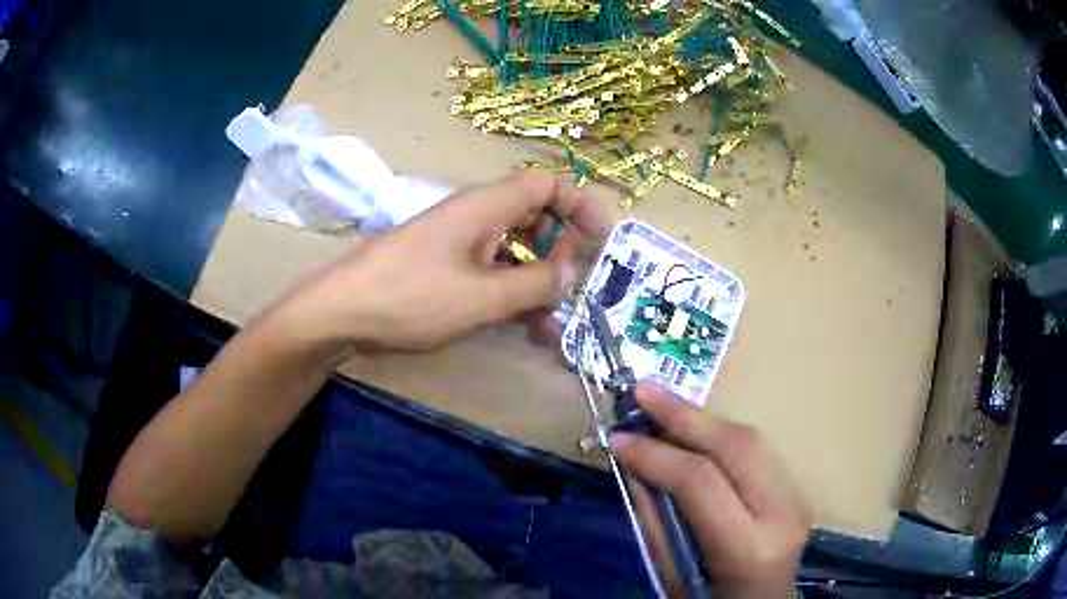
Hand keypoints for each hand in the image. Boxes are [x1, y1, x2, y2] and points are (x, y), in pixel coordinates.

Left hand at [277, 171, 607, 353]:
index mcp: (486, 206)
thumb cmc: (412, 296)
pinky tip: (525, 331)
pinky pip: (491, 273)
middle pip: (534, 218)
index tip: (602, 239)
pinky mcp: (445, 269)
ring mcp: (459, 244)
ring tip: (553, 327)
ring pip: (515, 253)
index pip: (547, 184)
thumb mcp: (482, 296)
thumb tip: (570, 274)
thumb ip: (534, 285)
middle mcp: (476, 217)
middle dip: (561, 252)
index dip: (579, 205)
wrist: (342, 313)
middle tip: (573, 288)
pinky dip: (512, 297)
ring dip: (538, 285)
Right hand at [610, 383, 810, 598]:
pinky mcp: (794, 490)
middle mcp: (782, 514)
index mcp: (749, 548)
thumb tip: (632, 466)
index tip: (618, 437)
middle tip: (642, 390)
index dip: (656, 454)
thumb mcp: (672, 577)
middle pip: (736, 446)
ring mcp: (796, 499)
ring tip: (660, 402)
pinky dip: (718, 434)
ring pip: (750, 439)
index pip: (701, 482)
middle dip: (684, 414)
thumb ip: (654, 521)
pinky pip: (755, 451)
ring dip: (701, 417)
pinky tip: (691, 427)